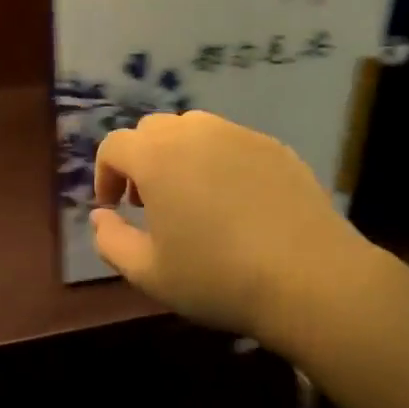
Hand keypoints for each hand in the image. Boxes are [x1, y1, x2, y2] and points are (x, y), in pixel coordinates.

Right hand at [90, 111, 377, 337]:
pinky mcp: (274, 145)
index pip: (114, 145)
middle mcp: (195, 132)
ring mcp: (239, 134)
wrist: (308, 276)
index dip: (106, 174)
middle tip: (150, 202)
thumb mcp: (148, 273)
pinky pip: (232, 142)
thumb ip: (110, 240)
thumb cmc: (217, 278)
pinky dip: (220, 161)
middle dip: (141, 160)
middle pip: (153, 130)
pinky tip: (237, 202)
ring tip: (193, 198)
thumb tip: (101, 216)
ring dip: (180, 156)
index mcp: (157, 157)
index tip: (115, 207)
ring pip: (194, 130)